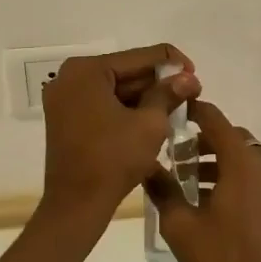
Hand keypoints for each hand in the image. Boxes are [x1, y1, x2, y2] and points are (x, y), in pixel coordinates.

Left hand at [40, 44, 199, 218]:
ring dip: (145, 97)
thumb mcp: (150, 124)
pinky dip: (126, 109)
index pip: (140, 57)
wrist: (76, 204)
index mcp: (87, 70)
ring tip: (176, 109)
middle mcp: (70, 77)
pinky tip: (151, 119)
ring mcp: (64, 98)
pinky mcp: (65, 118)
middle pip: (126, 71)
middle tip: (190, 95)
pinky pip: (102, 104)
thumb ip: (169, 94)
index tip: (196, 79)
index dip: (173, 64)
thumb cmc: (113, 159)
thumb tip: (189, 77)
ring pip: (115, 89)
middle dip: (158, 83)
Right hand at [144, 101, 260, 261]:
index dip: (194, 111)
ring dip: (217, 161)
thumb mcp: (179, 224)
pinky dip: (232, 177)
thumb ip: (162, 189)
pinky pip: (252, 178)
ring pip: (243, 159)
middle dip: (204, 140)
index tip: (173, 112)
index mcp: (240, 162)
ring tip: (188, 181)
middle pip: (232, 138)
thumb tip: (146, 165)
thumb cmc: (220, 258)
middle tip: (177, 154)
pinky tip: (209, 202)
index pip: (216, 119)